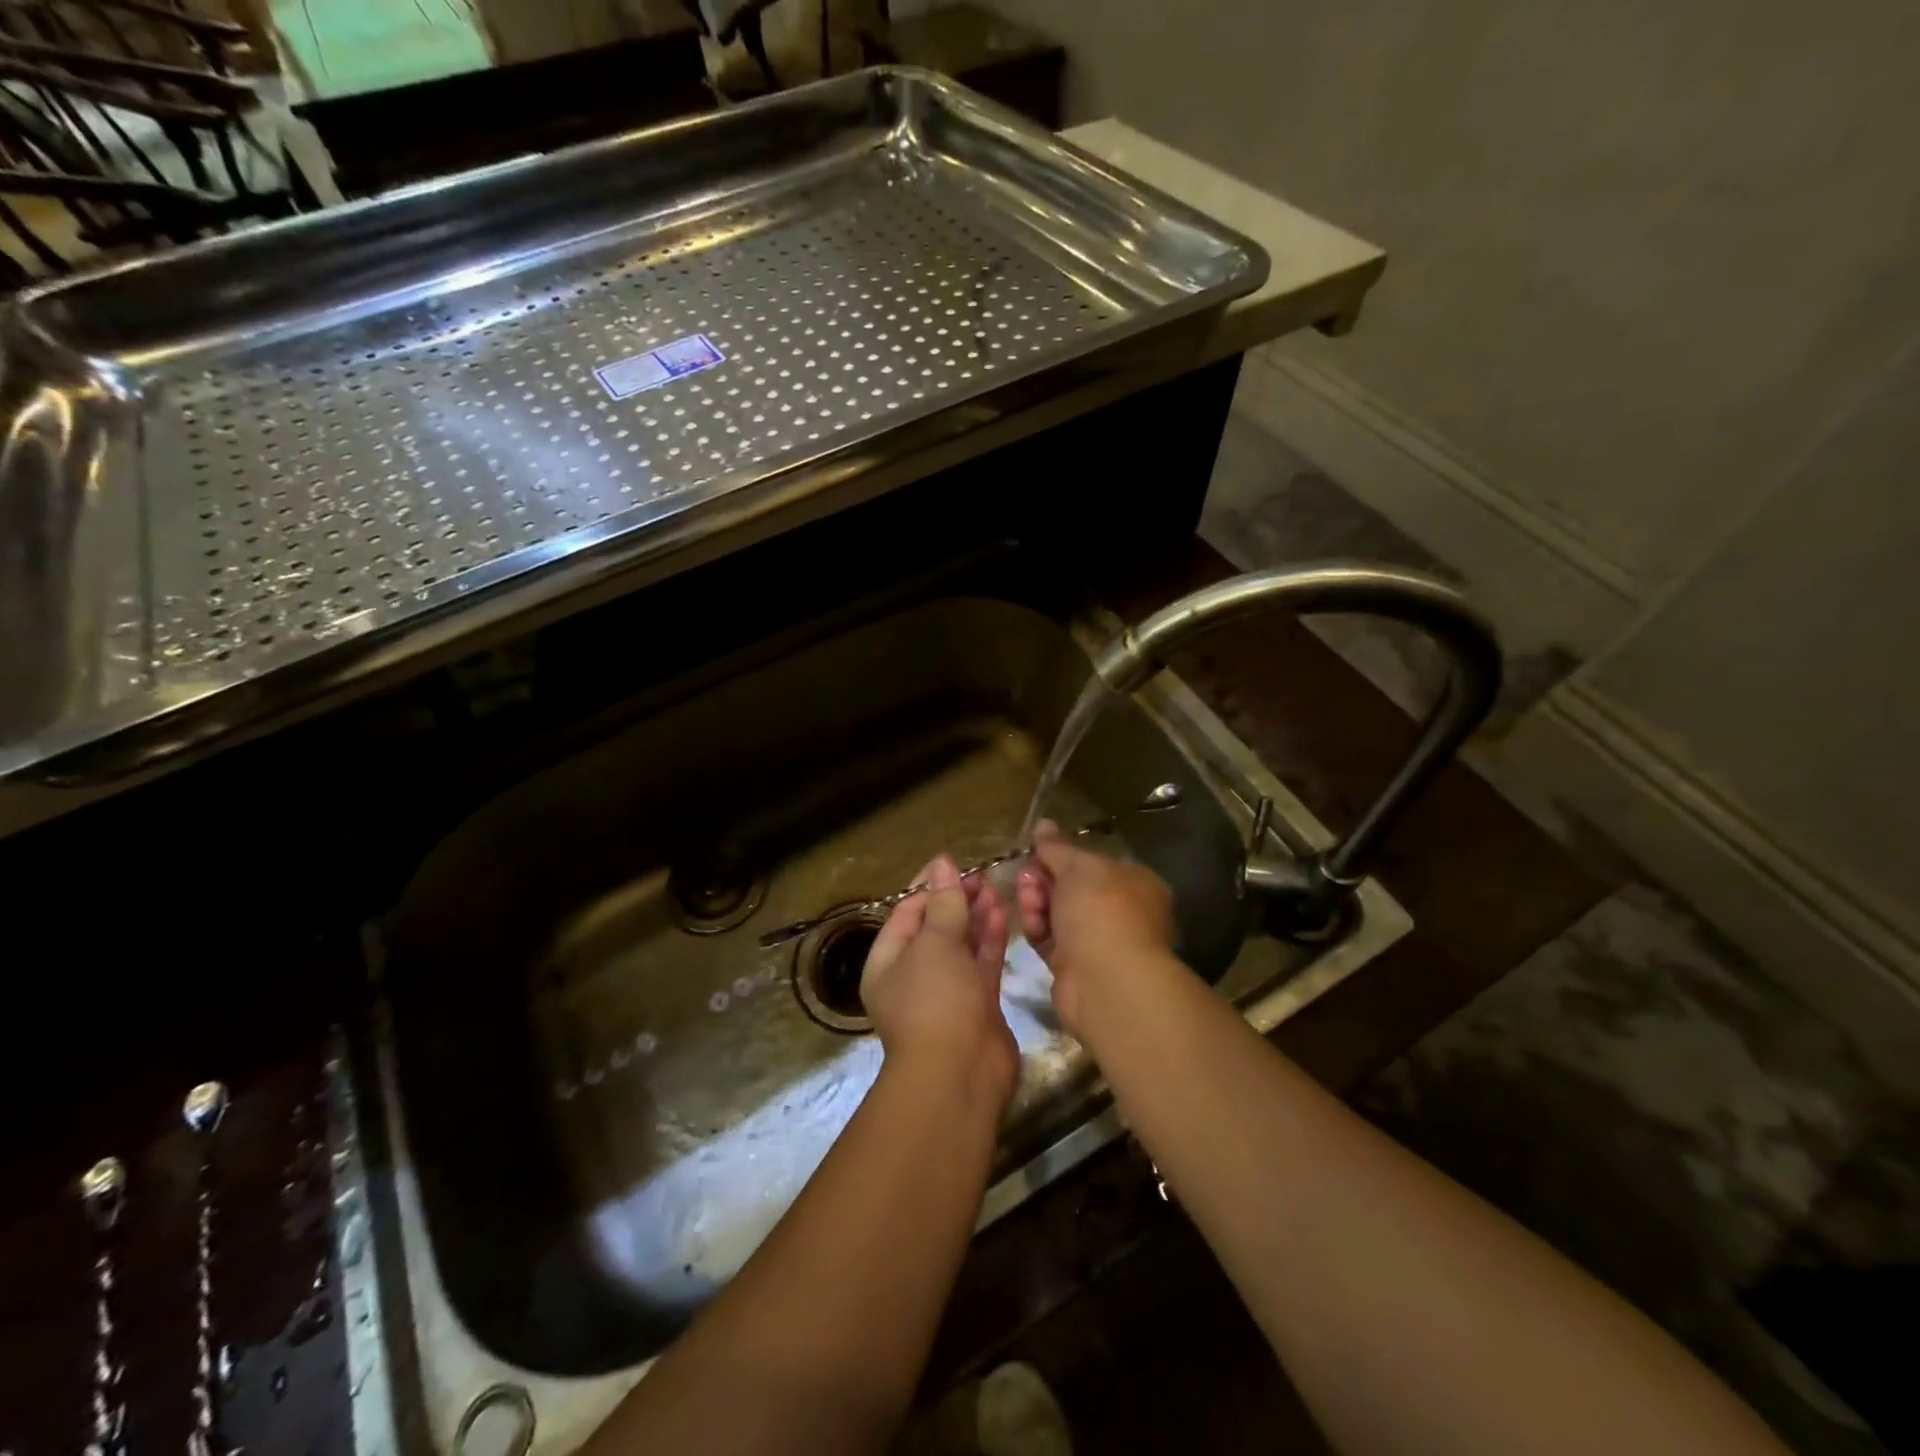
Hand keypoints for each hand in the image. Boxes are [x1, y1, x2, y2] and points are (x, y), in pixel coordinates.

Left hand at [861, 855, 1017, 1109]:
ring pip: (961, 945)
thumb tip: (941, 863)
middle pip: (935, 928)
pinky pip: (981, 963)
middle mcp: (913, 976)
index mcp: (887, 962)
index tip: (955, 864)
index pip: (906, 913)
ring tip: (995, 888)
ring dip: (975, 916)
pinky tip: (1003, 913)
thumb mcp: (935, 943)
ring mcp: (947, 992)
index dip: (930, 887)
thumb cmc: (935, 1000)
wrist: (960, 1074)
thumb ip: (943, 903)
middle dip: (956, 900)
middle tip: (983, 876)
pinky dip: (990, 939)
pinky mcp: (977, 1004)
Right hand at [1015, 821, 1176, 1035]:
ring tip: (1027, 898)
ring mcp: (1097, 941)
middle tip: (1026, 876)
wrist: (1107, 982)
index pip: (1093, 863)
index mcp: (1134, 883)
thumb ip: (1057, 847)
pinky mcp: (1074, 966)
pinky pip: (1050, 938)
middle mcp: (1119, 911)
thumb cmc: (1101, 911)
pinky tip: (1028, 921)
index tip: (1037, 851)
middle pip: (1072, 887)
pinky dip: (1037, 927)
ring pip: (1057, 912)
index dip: (1062, 855)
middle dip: (1044, 878)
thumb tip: (1043, 824)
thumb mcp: (1078, 867)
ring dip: (1037, 901)